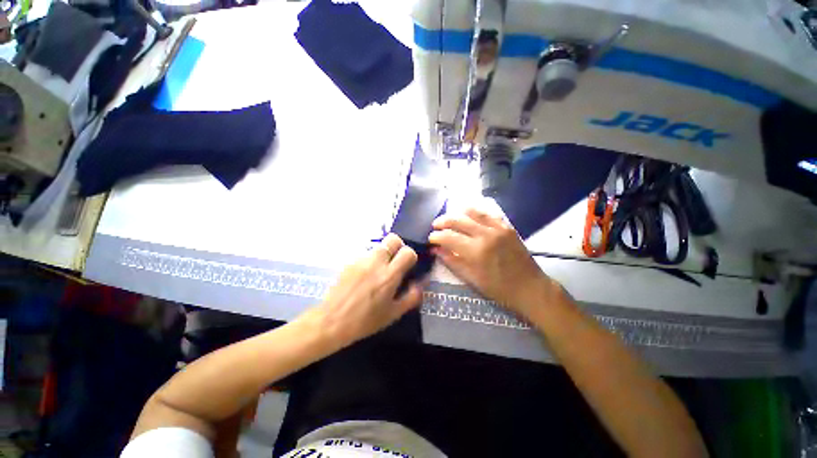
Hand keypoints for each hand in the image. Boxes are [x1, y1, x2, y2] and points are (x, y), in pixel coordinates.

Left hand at [314, 234, 423, 345]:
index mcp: (389, 275)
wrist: (331, 321)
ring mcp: (361, 260)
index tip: (408, 266)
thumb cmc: (365, 321)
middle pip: (393, 239)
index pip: (408, 252)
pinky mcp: (350, 261)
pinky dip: (370, 261)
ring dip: (383, 254)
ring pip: (379, 246)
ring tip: (378, 271)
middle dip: (398, 246)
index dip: (411, 257)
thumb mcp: (393, 314)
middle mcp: (376, 262)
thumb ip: (412, 296)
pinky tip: (364, 276)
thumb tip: (422, 282)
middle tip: (396, 261)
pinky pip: (365, 254)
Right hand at [429, 208, 562, 320]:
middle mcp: (486, 235)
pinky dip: (476, 212)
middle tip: (435, 226)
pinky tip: (468, 213)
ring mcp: (498, 228)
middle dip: (443, 221)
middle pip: (458, 220)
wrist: (530, 288)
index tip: (430, 238)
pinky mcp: (507, 227)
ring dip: (457, 213)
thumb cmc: (499, 289)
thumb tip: (435, 250)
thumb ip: (452, 261)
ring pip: (473, 212)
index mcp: (476, 251)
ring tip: (449, 217)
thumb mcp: (471, 279)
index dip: (436, 236)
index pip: (449, 237)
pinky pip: (488, 214)